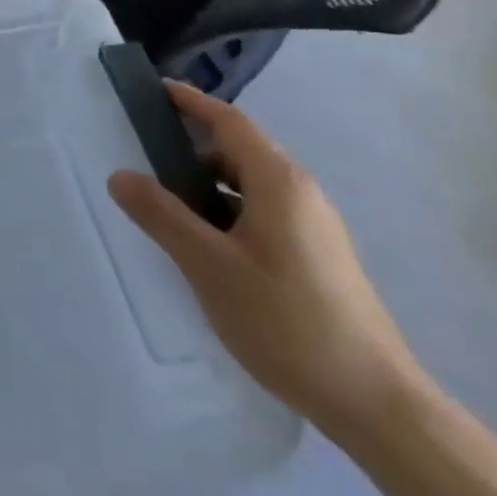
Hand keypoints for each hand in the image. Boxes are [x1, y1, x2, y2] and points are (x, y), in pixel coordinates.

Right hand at [107, 83, 421, 436]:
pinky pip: (262, 213)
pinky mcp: (318, 258)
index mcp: (278, 182)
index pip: (229, 122)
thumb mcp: (209, 265)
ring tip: (165, 204)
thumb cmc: (287, 320)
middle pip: (239, 151)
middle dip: (192, 146)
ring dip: (207, 184)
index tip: (154, 90)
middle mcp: (301, 194)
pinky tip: (205, 245)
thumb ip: (161, 215)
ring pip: (250, 186)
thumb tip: (119, 175)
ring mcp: (314, 228)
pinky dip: (226, 211)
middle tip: (143, 153)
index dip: (191, 102)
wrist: (377, 405)